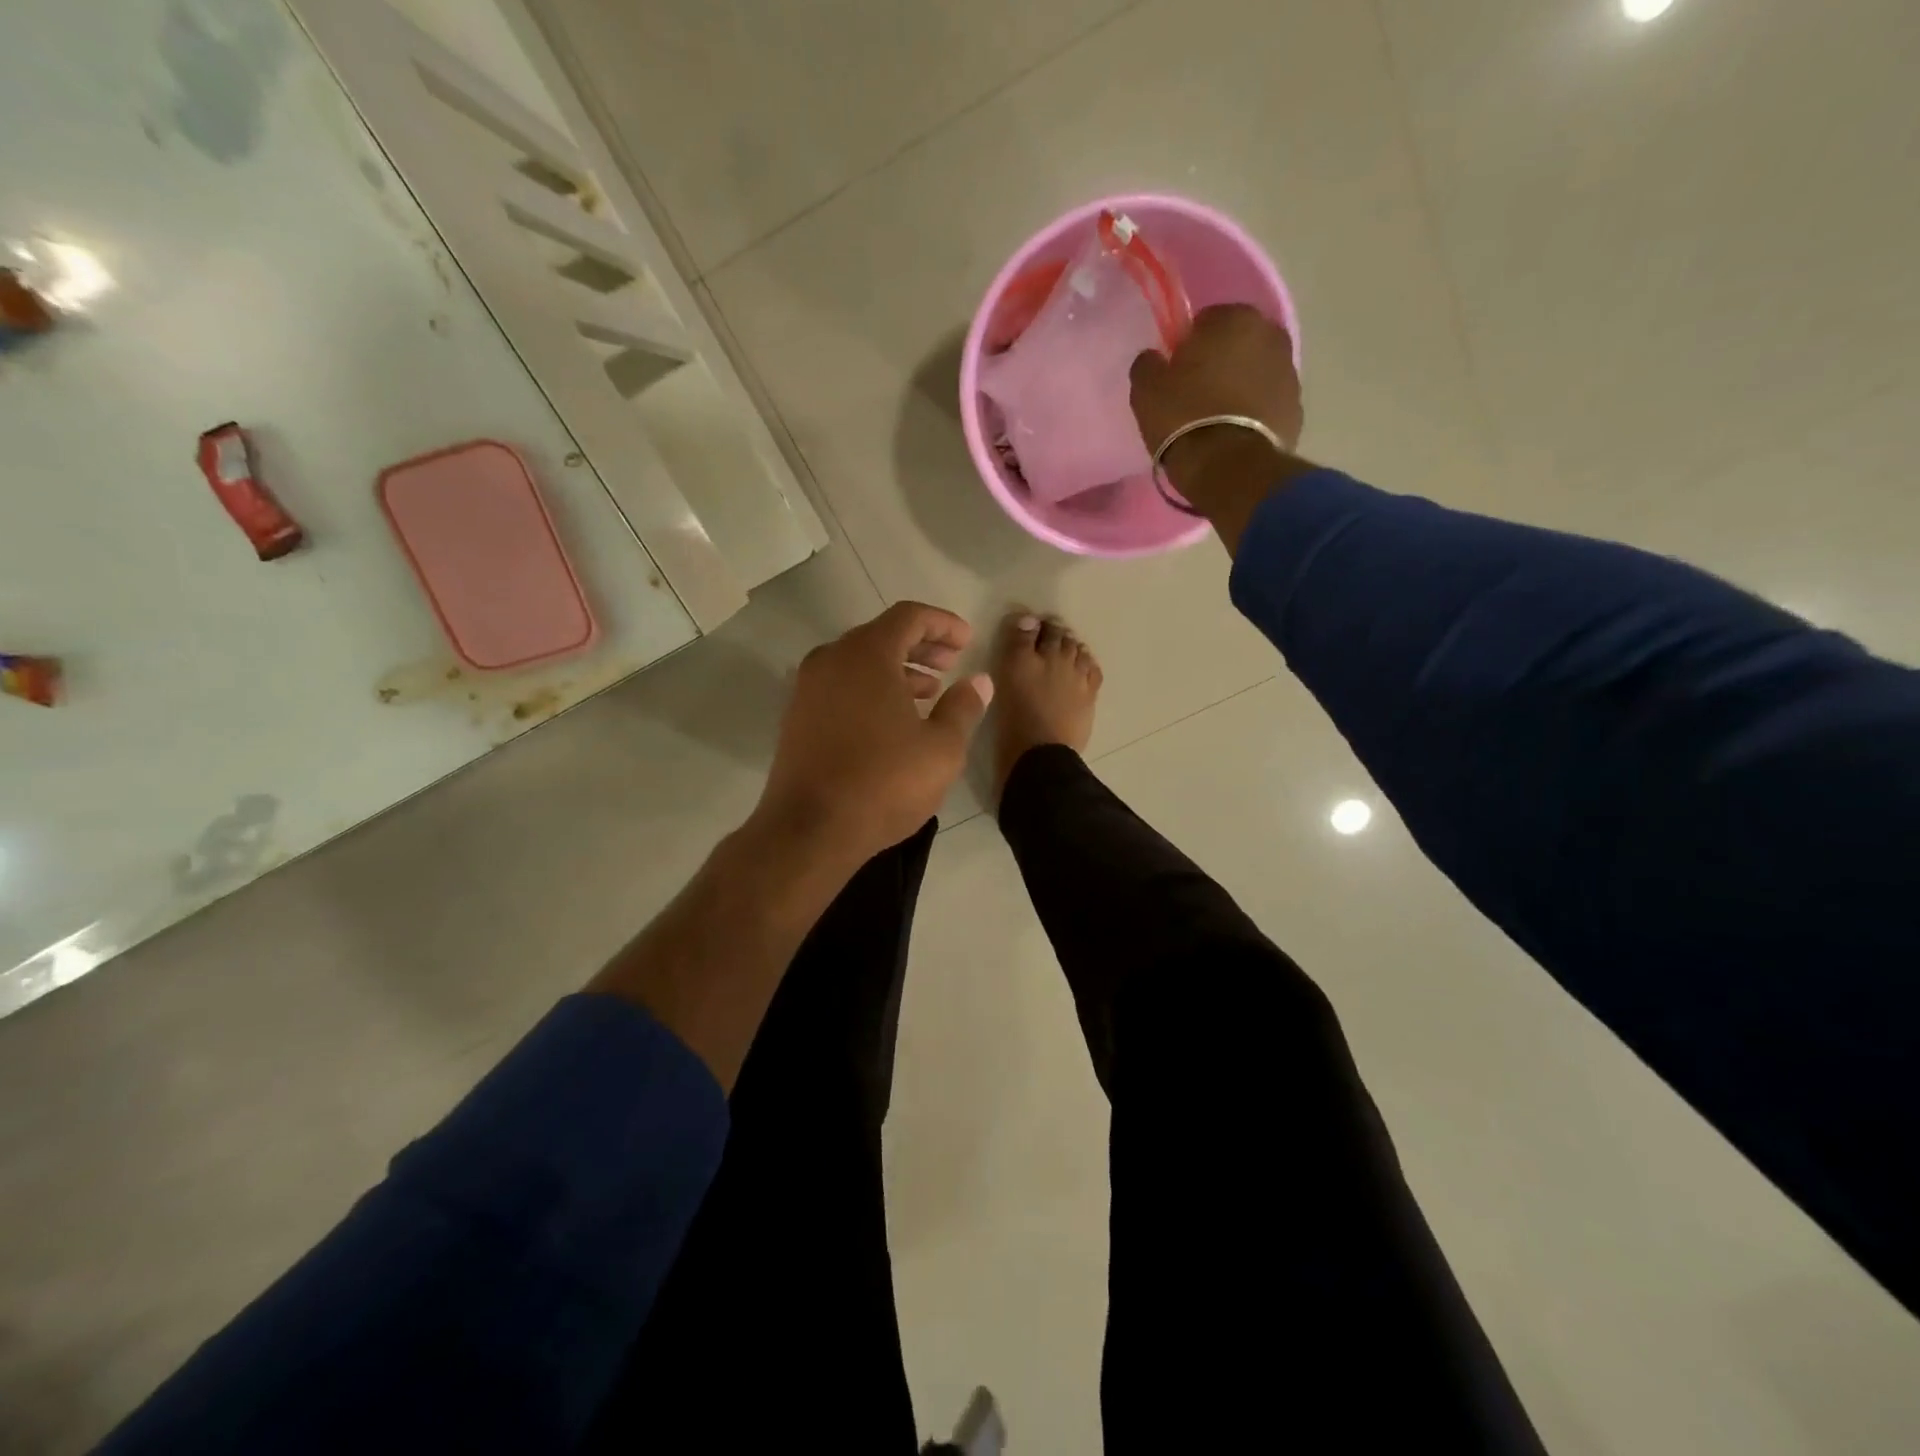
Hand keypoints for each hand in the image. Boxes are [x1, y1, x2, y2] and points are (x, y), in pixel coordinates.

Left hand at [755, 602, 992, 863]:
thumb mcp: (941, 748)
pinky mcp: (797, 716)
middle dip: (922, 646)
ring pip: (860, 662)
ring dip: (897, 670)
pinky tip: (894, 718)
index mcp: (866, 654)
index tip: (968, 641)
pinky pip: (841, 685)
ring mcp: (808, 688)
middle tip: (952, 663)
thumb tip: (979, 682)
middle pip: (882, 635)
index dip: (943, 624)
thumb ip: (963, 707)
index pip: (909, 616)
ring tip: (930, 692)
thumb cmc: (884, 783)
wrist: (810, 830)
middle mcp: (831, 659)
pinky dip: (871, 689)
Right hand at [1129, 303, 1303, 458]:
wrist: (1228, 468)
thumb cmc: (1184, 418)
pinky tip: (1233, 436)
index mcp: (1235, 318)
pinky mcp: (1297, 410)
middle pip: (1236, 345)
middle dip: (1219, 363)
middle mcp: (1271, 335)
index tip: (1176, 373)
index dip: (1188, 346)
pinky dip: (1253, 413)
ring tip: (1215, 421)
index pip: (1205, 321)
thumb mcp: (1147, 390)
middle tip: (1195, 396)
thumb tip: (1155, 359)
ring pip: (1255, 374)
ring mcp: (1290, 373)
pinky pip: (1267, 404)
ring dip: (1239, 388)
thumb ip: (1149, 364)